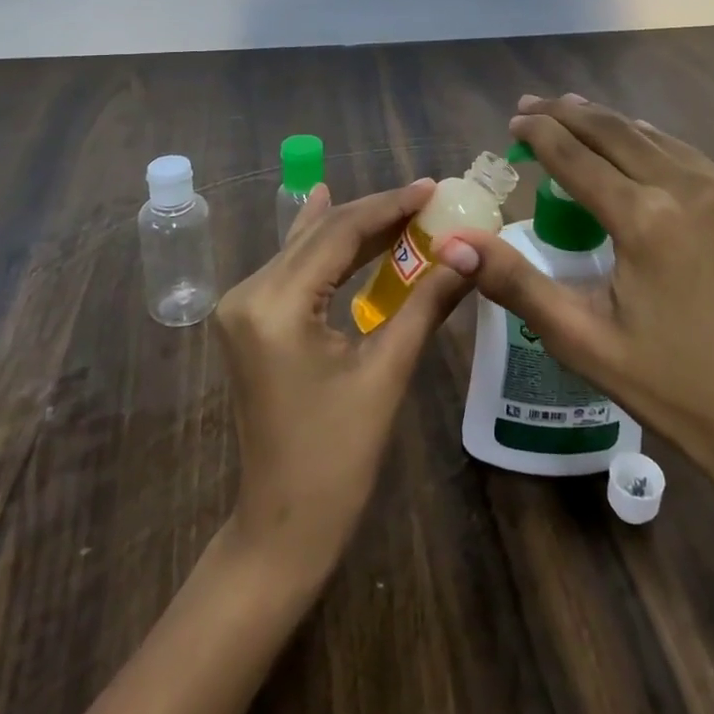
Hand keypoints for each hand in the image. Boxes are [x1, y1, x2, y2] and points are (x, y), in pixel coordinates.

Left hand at [215, 179, 467, 589]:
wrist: (283, 526)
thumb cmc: (338, 457)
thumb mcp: (387, 372)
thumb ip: (426, 302)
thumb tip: (470, 253)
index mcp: (274, 305)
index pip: (339, 233)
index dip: (389, 205)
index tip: (432, 187)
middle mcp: (248, 293)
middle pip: (320, 235)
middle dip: (376, 214)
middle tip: (428, 198)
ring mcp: (243, 307)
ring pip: (306, 248)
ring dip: (355, 229)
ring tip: (404, 207)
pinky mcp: (250, 320)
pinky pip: (294, 269)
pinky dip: (327, 248)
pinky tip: (330, 209)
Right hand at [436, 95, 713, 526]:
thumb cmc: (668, 386)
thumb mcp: (580, 339)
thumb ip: (515, 281)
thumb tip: (454, 242)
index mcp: (645, 221)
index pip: (576, 157)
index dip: (539, 134)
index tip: (513, 121)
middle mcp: (689, 191)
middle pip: (616, 132)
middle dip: (569, 113)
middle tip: (533, 104)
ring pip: (656, 138)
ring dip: (610, 123)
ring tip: (574, 112)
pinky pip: (691, 159)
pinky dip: (652, 144)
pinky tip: (638, 147)